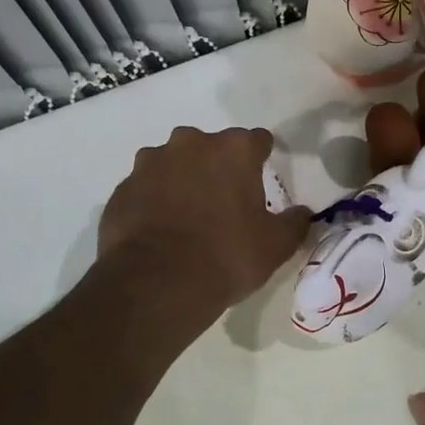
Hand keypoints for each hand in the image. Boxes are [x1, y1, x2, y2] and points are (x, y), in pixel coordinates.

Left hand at [97, 126, 310, 324]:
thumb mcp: (276, 245)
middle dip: (218, 167)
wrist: (156, 284)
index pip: (257, 140)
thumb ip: (294, 222)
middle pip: (211, 147)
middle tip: (225, 202)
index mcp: (233, 150)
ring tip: (187, 217)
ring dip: (182, 180)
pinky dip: (154, 201)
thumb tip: (302, 213)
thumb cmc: (227, 256)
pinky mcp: (122, 188)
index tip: (263, 176)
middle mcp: (190, 144)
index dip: (262, 157)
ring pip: (173, 163)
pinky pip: (145, 188)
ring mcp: (150, 163)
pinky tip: (160, 230)